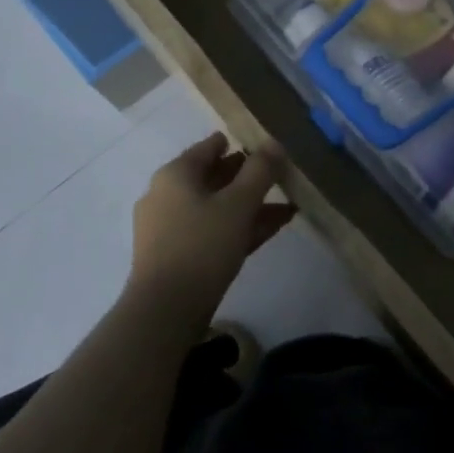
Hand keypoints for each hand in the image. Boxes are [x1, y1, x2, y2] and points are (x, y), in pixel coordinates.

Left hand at [128, 132, 294, 319]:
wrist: (166, 309)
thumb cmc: (202, 245)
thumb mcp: (238, 204)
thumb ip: (260, 171)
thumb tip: (274, 143)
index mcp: (176, 175)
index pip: (209, 147)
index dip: (237, 143)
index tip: (263, 145)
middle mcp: (167, 195)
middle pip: (212, 177)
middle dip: (246, 176)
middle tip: (278, 174)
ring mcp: (170, 227)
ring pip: (216, 207)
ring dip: (249, 204)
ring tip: (287, 204)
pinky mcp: (178, 255)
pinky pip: (213, 230)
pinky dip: (239, 226)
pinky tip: (272, 228)